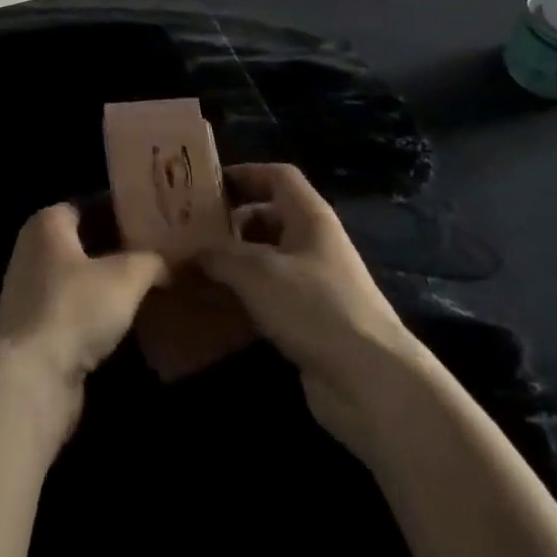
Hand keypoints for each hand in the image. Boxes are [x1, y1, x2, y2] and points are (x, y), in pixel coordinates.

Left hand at [0, 204, 167, 431]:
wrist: (32, 380)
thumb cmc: (75, 308)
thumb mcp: (127, 275)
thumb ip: (152, 261)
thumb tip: (172, 264)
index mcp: (48, 222)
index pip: (92, 204)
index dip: (124, 210)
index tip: (155, 220)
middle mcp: (34, 249)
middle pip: (87, 241)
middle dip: (121, 248)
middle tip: (160, 252)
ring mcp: (31, 291)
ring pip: (82, 277)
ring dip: (111, 284)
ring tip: (152, 285)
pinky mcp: (35, 330)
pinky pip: (75, 309)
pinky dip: (99, 312)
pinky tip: (129, 320)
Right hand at [198, 163, 430, 460]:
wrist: (371, 383)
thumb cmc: (314, 307)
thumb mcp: (257, 272)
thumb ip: (218, 255)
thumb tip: (185, 251)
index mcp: (310, 216)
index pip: (278, 176)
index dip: (245, 173)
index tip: (209, 185)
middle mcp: (315, 243)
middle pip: (270, 217)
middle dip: (233, 222)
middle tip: (193, 232)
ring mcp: (316, 284)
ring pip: (269, 259)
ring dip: (236, 263)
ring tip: (196, 270)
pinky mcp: (312, 322)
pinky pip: (272, 296)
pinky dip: (246, 297)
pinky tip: (218, 308)